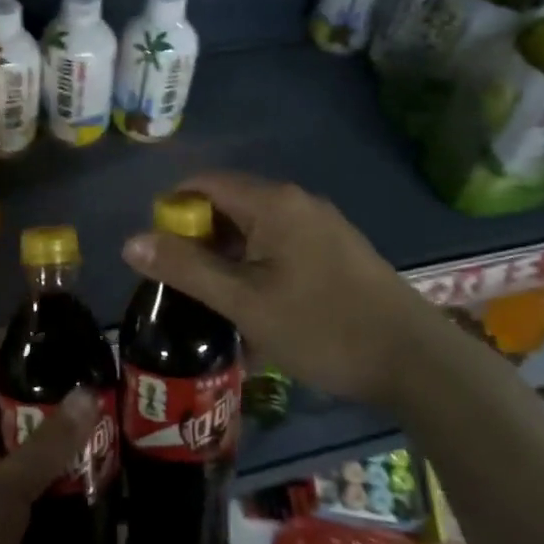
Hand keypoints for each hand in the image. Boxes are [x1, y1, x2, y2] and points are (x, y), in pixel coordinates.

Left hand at [0, 331, 98, 543]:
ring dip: (69, 415)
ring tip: (118, 403)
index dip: (32, 334)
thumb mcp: (2, 490)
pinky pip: (42, 457)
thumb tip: (89, 391)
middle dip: (62, 376)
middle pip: (22, 383)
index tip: (77, 331)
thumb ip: (46, 444)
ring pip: (36, 422)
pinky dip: (67, 451)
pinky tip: (104, 450)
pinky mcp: (10, 489)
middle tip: (111, 371)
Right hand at [122, 170, 436, 403]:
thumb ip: (185, 269)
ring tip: (214, 303)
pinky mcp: (335, 251)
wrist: (413, 359)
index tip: (157, 254)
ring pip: (254, 231)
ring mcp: (320, 226)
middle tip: (182, 286)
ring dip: (226, 260)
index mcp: (273, 203)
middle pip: (228, 205)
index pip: (203, 184)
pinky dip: (255, 269)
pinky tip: (255, 309)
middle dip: (198, 241)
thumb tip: (130, 241)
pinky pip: (279, 247)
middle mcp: (297, 202)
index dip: (171, 211)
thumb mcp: (243, 302)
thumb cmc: (321, 326)